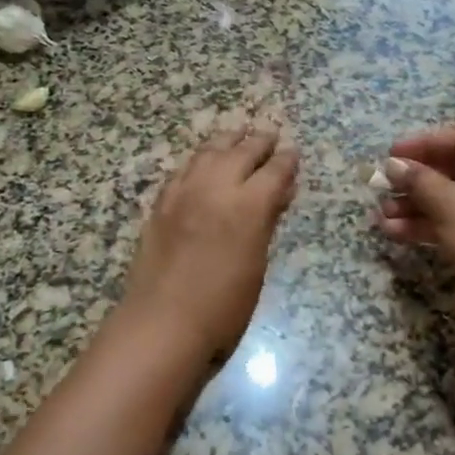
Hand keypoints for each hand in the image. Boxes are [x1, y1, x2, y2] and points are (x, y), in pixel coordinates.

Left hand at [120, 123, 299, 358]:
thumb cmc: (223, 306)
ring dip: (227, 141)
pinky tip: (203, 161)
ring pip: (209, 152)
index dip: (286, 160)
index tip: (293, 152)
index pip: (274, 170)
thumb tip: (278, 195)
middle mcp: (216, 187)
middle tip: (269, 134)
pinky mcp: (162, 202)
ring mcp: (184, 191)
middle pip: (242, 151)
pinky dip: (199, 159)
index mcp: (248, 205)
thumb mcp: (257, 264)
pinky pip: (184, 168)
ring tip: (237, 135)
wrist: (163, 321)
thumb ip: (267, 222)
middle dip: (259, 142)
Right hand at [375, 125, 454, 331]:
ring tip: (382, 214)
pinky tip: (394, 231)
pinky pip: (452, 222)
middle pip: (453, 169)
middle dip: (415, 179)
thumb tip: (392, 165)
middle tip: (382, 185)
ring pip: (449, 198)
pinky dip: (425, 225)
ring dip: (415, 205)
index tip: (390, 154)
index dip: (423, 144)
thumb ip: (419, 180)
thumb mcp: (451, 205)